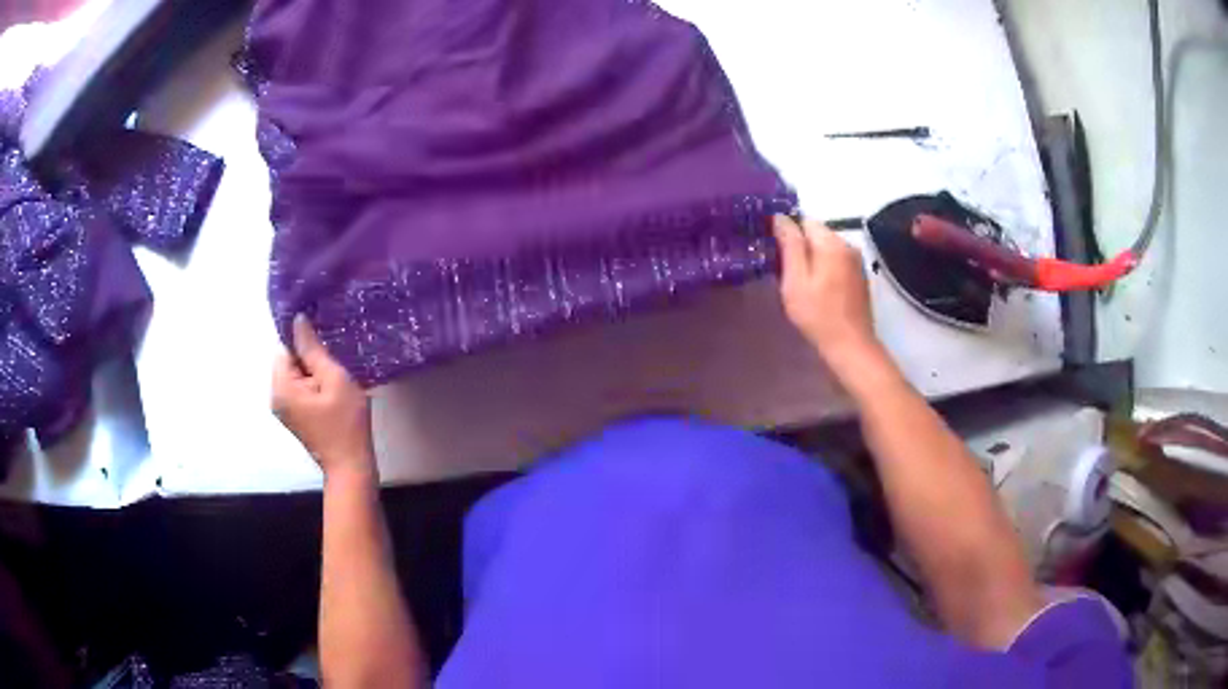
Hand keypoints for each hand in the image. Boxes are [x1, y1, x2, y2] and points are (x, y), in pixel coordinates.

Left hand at [273, 315, 374, 479]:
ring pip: (297, 376)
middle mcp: (276, 396)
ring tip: (337, 382)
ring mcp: (284, 409)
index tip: (329, 349)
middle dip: (312, 360)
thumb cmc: (345, 423)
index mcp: (281, 386)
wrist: (351, 466)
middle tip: (337, 369)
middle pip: (290, 361)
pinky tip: (333, 395)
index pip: (286, 348)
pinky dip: (315, 387)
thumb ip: (313, 349)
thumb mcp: (334, 379)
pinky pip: (300, 390)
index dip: (307, 344)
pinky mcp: (295, 417)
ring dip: (315, 374)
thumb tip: (298, 320)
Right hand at [773, 215, 880, 374]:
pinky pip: (835, 261)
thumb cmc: (818, 315)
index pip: (803, 220)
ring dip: (811, 258)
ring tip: (799, 282)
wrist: (851, 346)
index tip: (774, 253)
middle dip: (799, 246)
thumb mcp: (796, 280)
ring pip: (825, 247)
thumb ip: (790, 245)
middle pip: (816, 233)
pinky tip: (817, 289)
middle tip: (785, 272)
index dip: (786, 232)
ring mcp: (856, 261)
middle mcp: (847, 245)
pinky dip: (823, 268)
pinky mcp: (859, 275)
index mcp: (831, 242)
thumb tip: (780, 217)